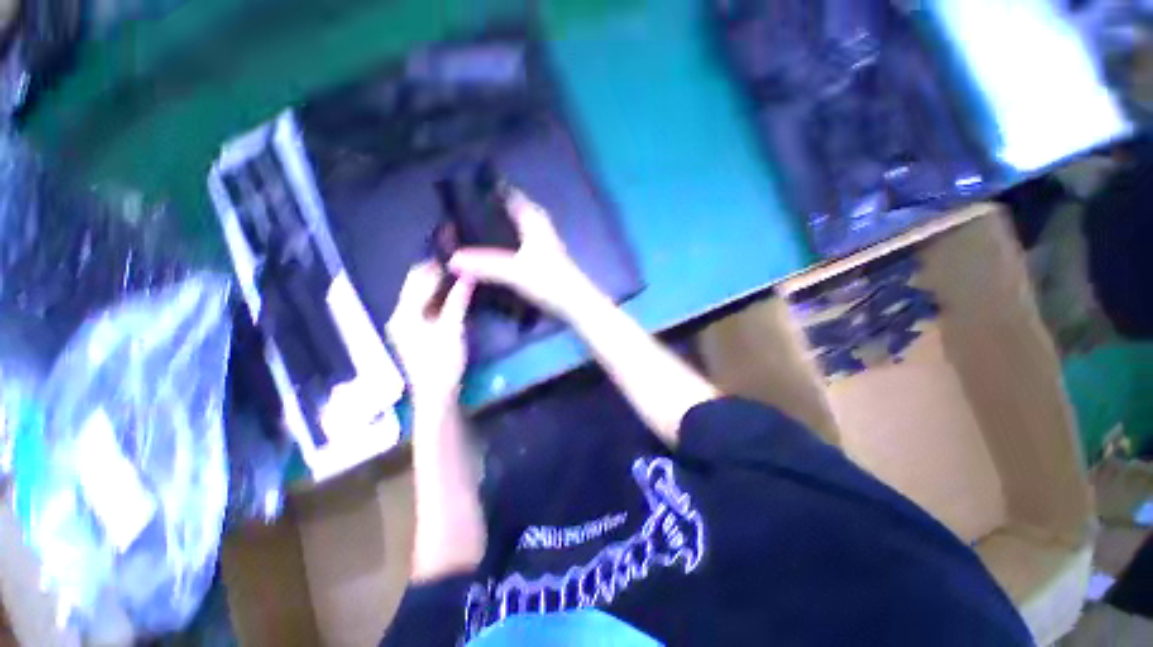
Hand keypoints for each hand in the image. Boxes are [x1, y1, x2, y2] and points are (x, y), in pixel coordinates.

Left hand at [386, 262, 474, 407]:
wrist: (437, 393)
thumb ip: (458, 301)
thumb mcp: (453, 329)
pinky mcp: (413, 332)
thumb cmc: (443, 361)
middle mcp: (399, 316)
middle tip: (457, 266)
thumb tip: (467, 276)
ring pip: (418, 296)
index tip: (454, 258)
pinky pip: (422, 307)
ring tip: (457, 278)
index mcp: (404, 314)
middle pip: (414, 286)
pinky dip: (435, 298)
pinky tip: (450, 297)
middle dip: (433, 274)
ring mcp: (404, 325)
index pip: (417, 281)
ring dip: (435, 286)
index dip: (434, 267)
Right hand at [449, 187, 598, 318]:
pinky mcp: (542, 261)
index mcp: (534, 221)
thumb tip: (451, 259)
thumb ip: (484, 265)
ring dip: (498, 229)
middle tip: (465, 214)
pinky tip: (492, 255)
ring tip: (472, 232)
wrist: (574, 304)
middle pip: (513, 211)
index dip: (492, 189)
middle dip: (491, 211)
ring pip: (516, 229)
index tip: (467, 189)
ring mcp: (542, 245)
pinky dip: (505, 246)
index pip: (512, 195)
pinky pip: (519, 246)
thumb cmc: (549, 281)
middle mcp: (539, 228)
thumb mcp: (514, 271)